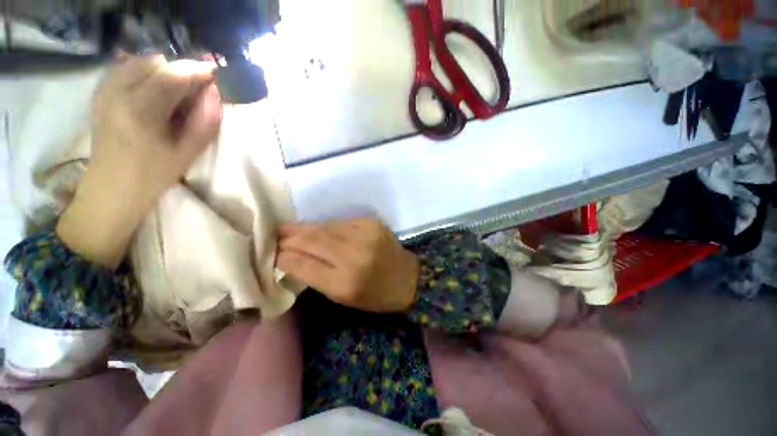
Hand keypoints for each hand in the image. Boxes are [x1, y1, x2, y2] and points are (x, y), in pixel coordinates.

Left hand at [57, 55, 222, 268]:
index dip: (198, 69)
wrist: (112, 188)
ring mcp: (105, 90)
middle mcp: (118, 93)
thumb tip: (215, 92)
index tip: (217, 73)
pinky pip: (127, 67)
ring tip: (180, 88)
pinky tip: (157, 88)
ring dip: (166, 69)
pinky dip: (147, 70)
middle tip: (200, 85)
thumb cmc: (153, 174)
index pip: (172, 75)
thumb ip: (206, 121)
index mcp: (140, 112)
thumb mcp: (188, 153)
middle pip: (156, 62)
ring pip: (141, 61)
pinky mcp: (101, 92)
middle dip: (182, 68)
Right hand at [277, 219, 419, 312]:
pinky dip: (325, 226)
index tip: (272, 253)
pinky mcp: (370, 223)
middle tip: (274, 235)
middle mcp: (354, 256)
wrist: (407, 277)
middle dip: (289, 237)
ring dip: (304, 228)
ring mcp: (364, 235)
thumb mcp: (343, 297)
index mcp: (345, 284)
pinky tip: (317, 228)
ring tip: (288, 229)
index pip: (303, 264)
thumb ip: (316, 277)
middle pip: (312, 241)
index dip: (284, 257)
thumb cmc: (375, 295)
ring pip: (324, 228)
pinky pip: (340, 222)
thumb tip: (291, 258)